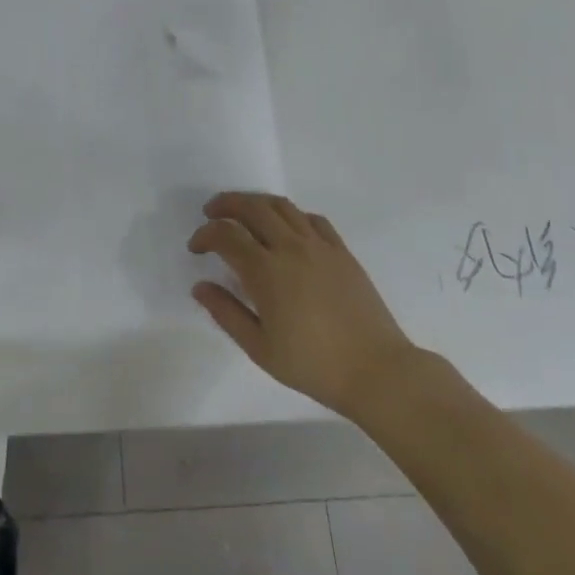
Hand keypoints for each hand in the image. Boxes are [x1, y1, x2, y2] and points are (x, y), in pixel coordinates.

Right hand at [189, 192, 418, 422]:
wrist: (378, 372)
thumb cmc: (314, 365)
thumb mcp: (260, 348)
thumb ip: (226, 313)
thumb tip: (200, 286)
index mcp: (266, 271)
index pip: (226, 235)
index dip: (205, 235)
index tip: (196, 248)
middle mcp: (290, 248)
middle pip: (252, 207)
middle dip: (226, 204)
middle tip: (212, 213)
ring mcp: (319, 246)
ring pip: (281, 206)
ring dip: (256, 202)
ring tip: (244, 212)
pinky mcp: (341, 251)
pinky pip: (312, 218)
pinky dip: (291, 215)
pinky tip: (286, 228)